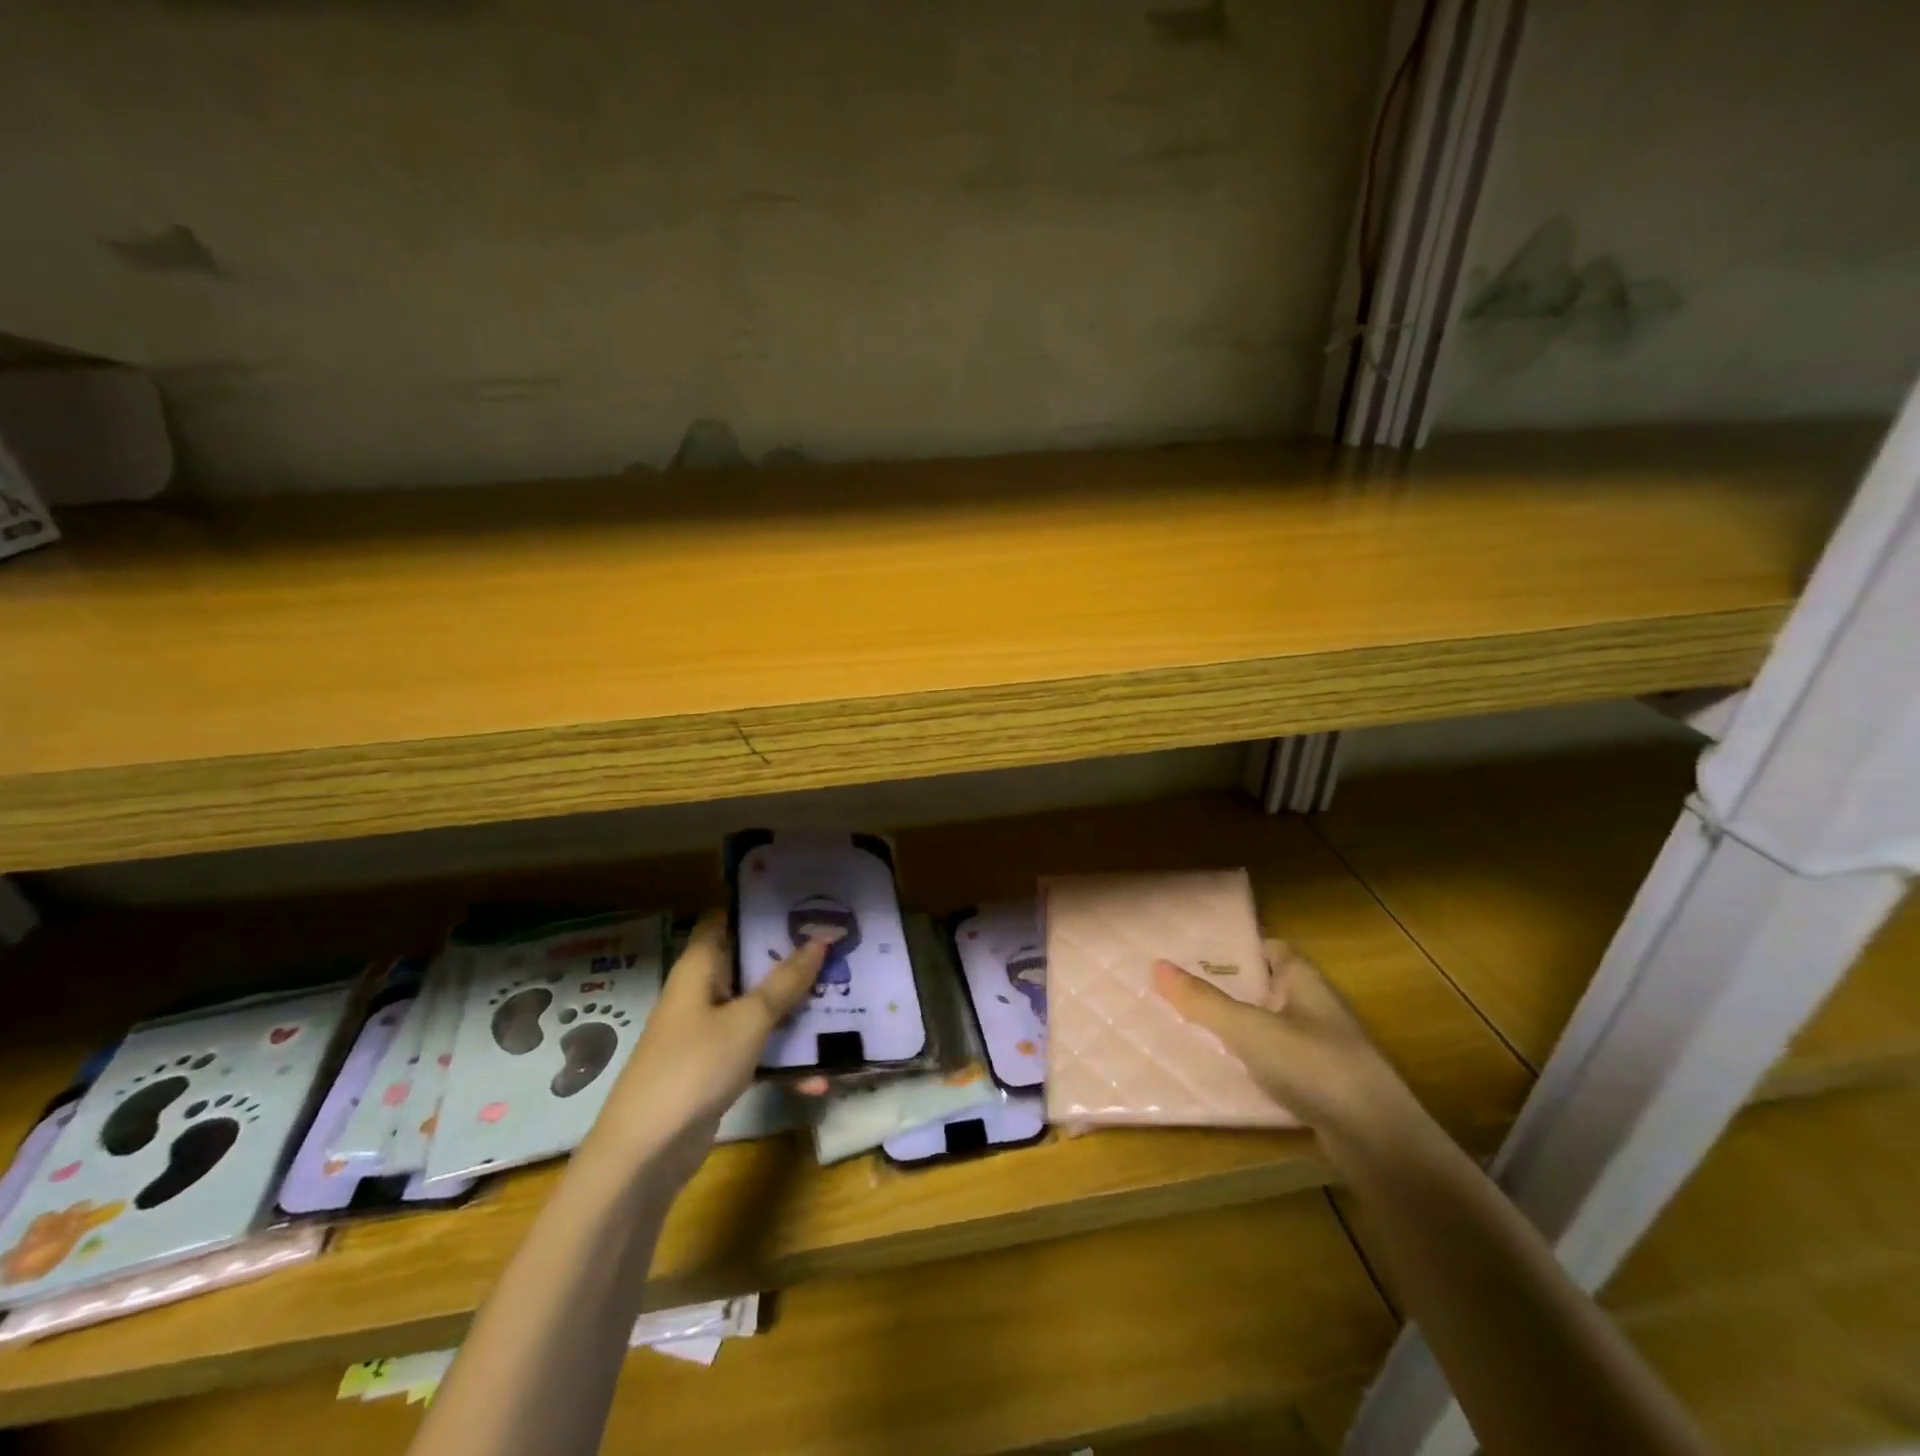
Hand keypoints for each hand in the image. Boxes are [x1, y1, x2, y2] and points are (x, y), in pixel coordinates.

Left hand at [585, 911, 826, 1182]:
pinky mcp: (718, 1067)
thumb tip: (821, 939)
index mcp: (701, 965)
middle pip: (751, 961)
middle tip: (839, 942)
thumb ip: (786, 981)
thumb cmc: (695, 1066)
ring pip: (760, 1007)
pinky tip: (820, 1077)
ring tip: (845, 999)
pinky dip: (785, 1059)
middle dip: (793, 955)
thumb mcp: (748, 1019)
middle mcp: (704, 991)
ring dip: (796, 1008)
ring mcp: (710, 1031)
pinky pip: (759, 1050)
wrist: (646, 1152)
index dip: (759, 900)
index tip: (802, 893)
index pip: (725, 914)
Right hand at [1153, 939, 1419, 1144]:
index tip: (1197, 951)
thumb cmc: (1313, 1065)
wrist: (1377, 1141)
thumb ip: (1203, 1000)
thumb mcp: (1249, 1029)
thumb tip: (1156, 965)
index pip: (1271, 948)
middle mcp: (1315, 1007)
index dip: (1238, 947)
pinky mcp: (1321, 1086)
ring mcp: (1321, 1048)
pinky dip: (1251, 1062)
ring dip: (1237, 1027)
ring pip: (1270, 1026)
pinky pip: (1276, 1062)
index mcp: (1304, 981)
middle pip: (1265, 987)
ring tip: (1189, 1026)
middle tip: (1180, 987)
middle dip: (1228, 987)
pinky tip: (1222, 1071)